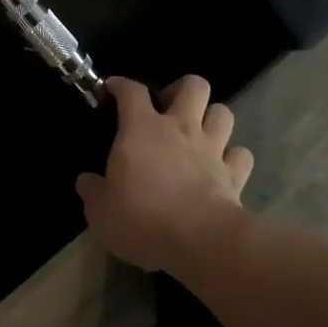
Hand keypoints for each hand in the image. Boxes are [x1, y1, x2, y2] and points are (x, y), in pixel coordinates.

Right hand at [76, 76, 253, 272]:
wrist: (200, 241)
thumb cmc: (143, 220)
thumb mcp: (102, 213)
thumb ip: (93, 193)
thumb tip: (86, 182)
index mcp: (142, 128)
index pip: (131, 91)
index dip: (121, 85)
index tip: (113, 88)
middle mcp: (180, 128)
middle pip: (193, 85)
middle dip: (182, 89)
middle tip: (169, 108)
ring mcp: (212, 148)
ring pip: (223, 112)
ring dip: (212, 118)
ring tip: (200, 133)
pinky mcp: (234, 174)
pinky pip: (241, 154)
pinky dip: (233, 157)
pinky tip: (224, 166)